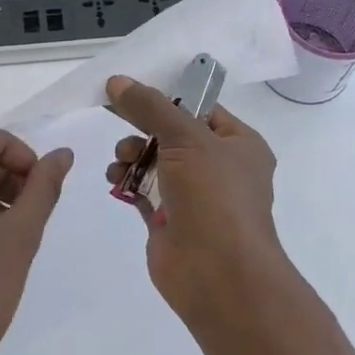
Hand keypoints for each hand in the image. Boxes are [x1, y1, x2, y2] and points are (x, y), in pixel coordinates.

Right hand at [104, 75, 289, 318]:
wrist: (216, 273)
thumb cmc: (213, 196)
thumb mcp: (185, 138)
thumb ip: (150, 107)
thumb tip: (117, 81)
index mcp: (240, 144)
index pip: (201, 109)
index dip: (167, 98)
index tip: (131, 91)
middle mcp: (220, 168)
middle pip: (173, 134)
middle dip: (143, 128)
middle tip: (119, 122)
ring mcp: (195, 197)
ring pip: (156, 161)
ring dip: (132, 153)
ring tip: (120, 159)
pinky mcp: (170, 221)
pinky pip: (144, 190)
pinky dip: (127, 180)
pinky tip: (114, 177)